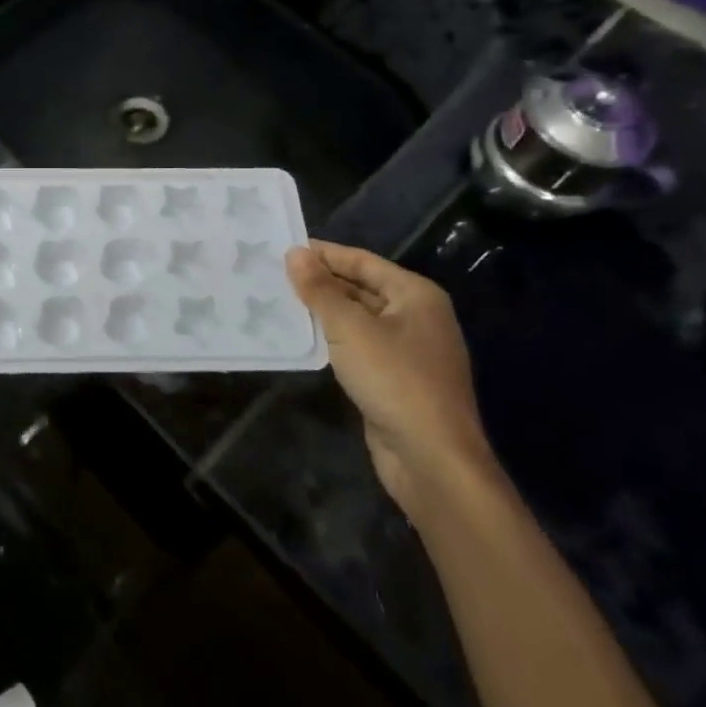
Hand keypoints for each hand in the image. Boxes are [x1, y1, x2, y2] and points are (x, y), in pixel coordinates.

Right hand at [286, 240, 496, 520]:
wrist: (432, 459)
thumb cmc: (395, 380)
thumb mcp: (350, 328)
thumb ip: (320, 289)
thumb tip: (295, 253)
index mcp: (416, 295)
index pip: (362, 261)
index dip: (324, 253)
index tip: (282, 247)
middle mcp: (416, 316)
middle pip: (361, 288)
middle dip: (321, 282)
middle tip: (274, 275)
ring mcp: (408, 350)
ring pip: (358, 319)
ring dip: (323, 311)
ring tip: (279, 301)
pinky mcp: (395, 379)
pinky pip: (358, 346)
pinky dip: (332, 339)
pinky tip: (302, 338)